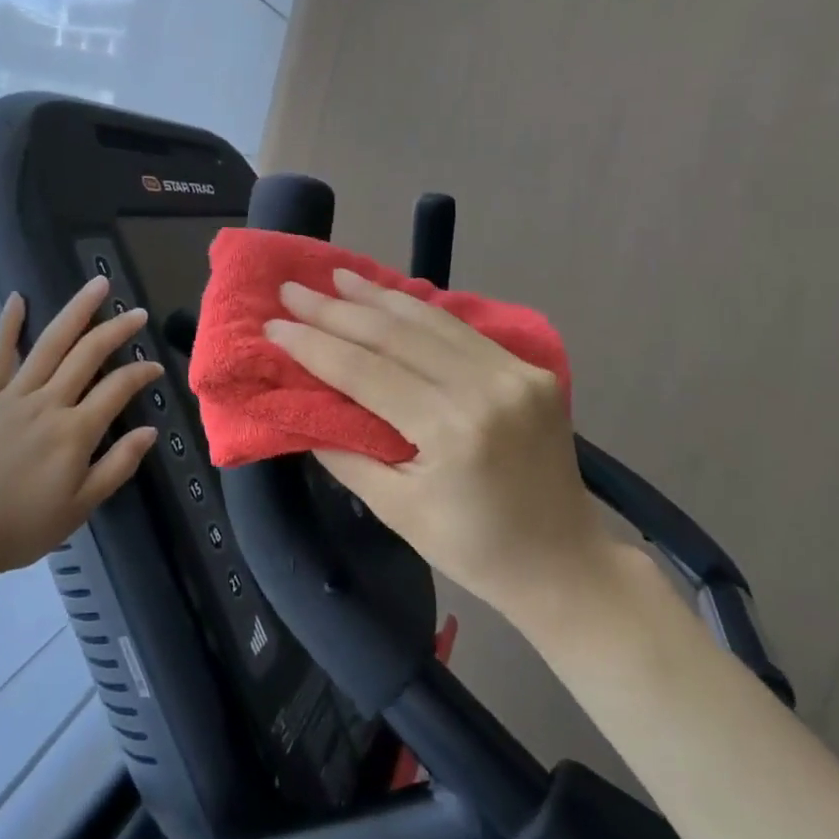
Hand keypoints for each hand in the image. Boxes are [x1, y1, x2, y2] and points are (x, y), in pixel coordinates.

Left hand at [0, 277, 162, 586]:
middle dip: (116, 330)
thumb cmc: (23, 527)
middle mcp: (47, 403)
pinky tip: (18, 299)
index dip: (140, 373)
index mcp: (74, 432)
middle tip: (137, 313)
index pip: (117, 388)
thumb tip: (150, 430)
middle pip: (87, 354)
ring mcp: (12, 396)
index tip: (155, 366)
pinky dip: (8, 326)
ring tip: (97, 286)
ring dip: (76, 311)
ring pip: (49, 344)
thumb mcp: (80, 507)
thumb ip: (118, 465)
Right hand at [266, 269, 615, 623]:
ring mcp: (515, 373)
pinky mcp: (530, 370)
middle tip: (293, 289)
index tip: (274, 324)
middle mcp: (487, 389)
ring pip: (431, 321)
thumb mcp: (397, 511)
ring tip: (336, 276)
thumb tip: (303, 409)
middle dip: (336, 310)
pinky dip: (419, 310)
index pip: (367, 372)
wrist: (564, 562)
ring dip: (378, 297)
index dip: (315, 346)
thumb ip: (347, 454)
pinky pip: (462, 330)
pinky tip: (389, 296)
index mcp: (453, 431)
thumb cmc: (473, 550)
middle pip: (395, 335)